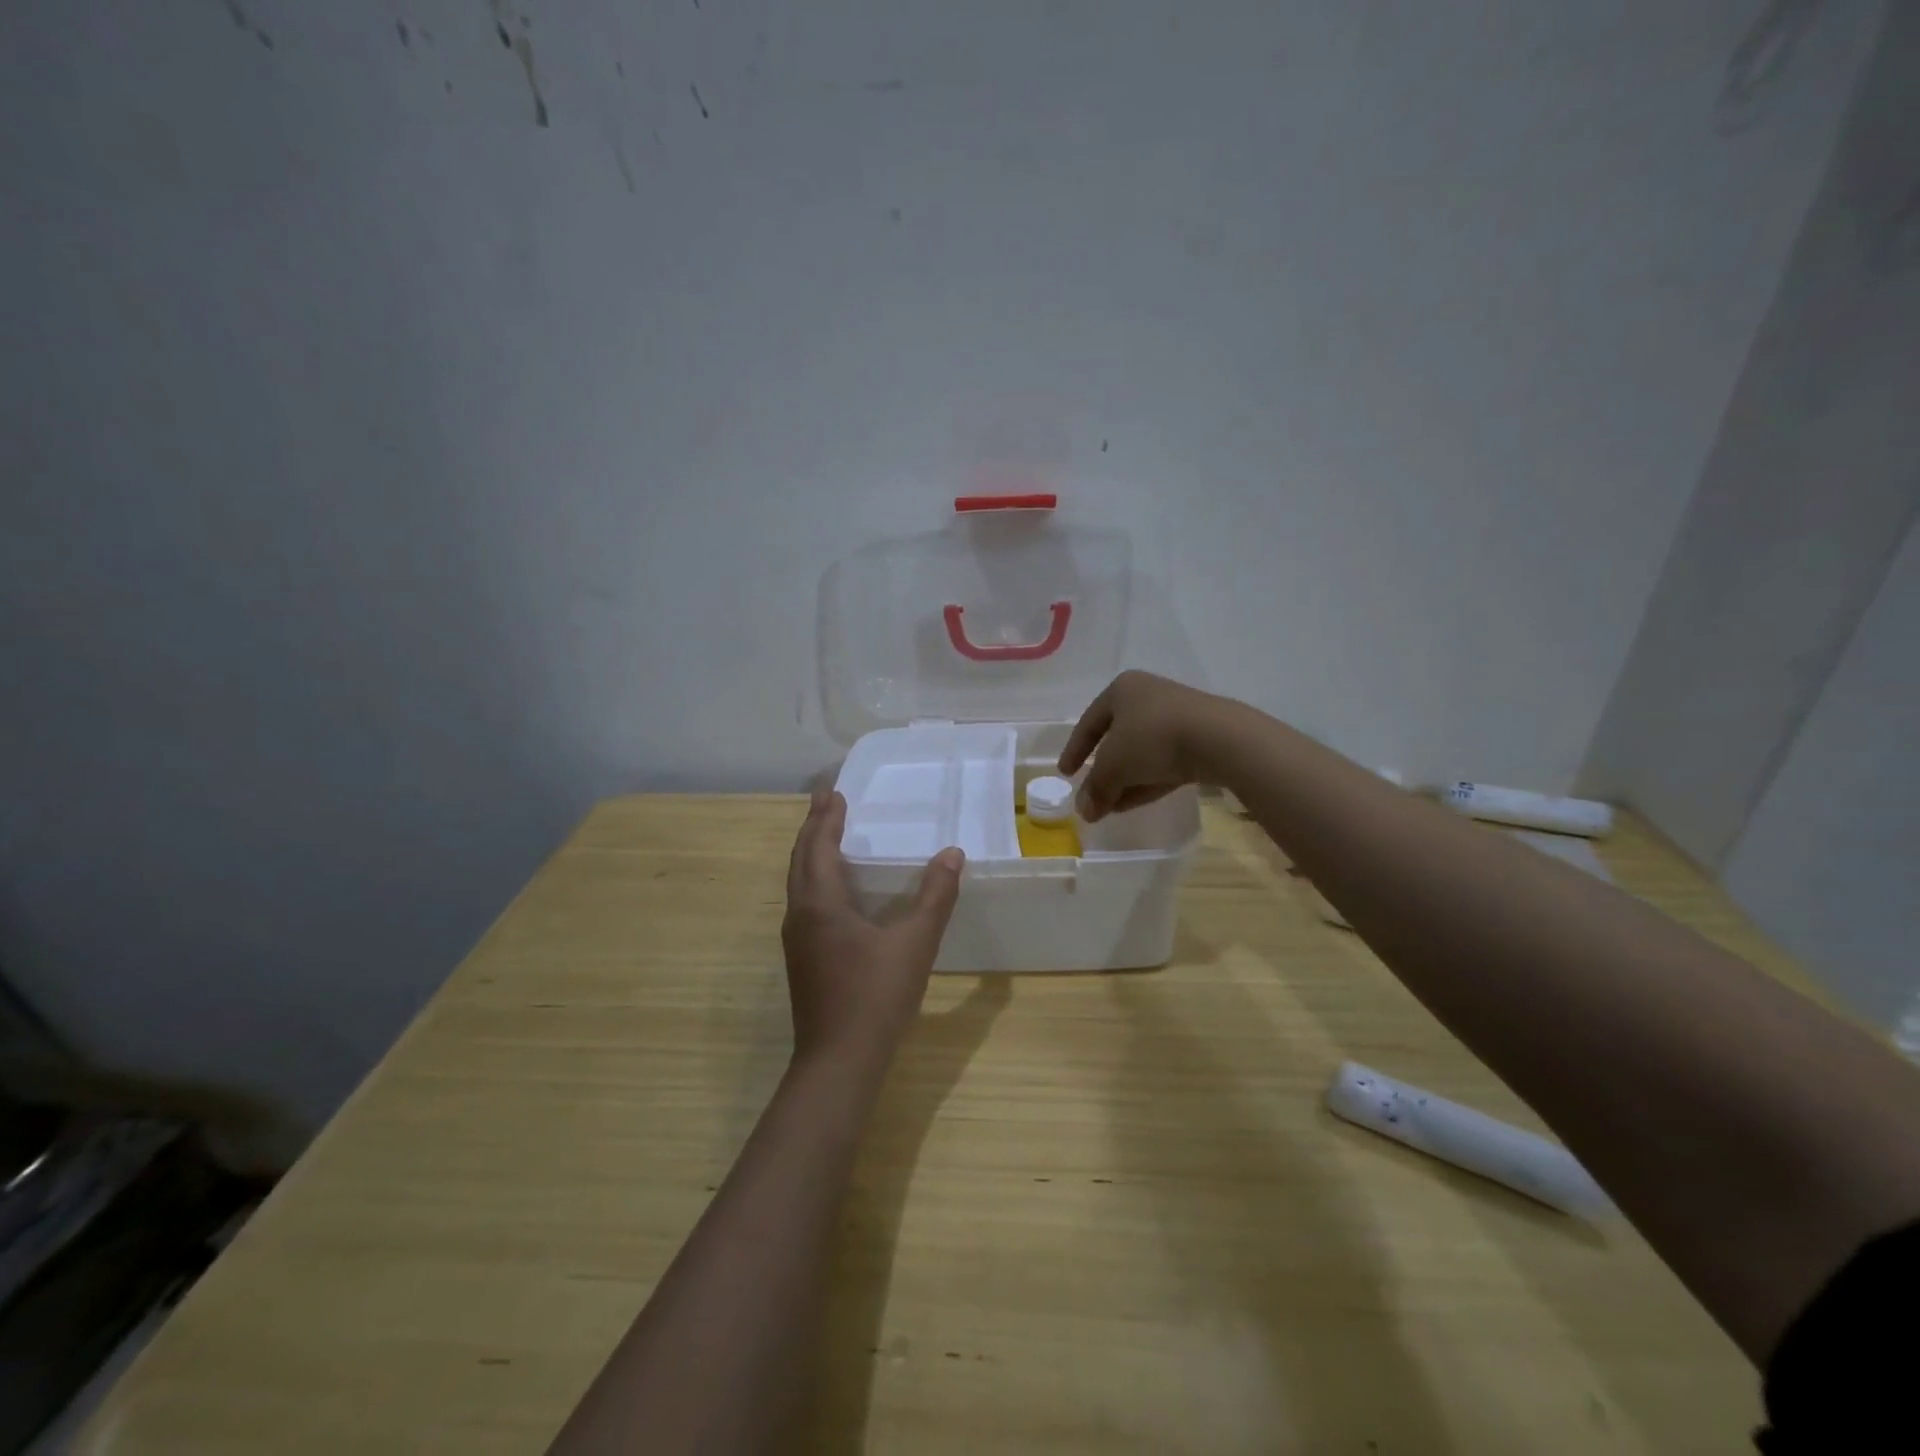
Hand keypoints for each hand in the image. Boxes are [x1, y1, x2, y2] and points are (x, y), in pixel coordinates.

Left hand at [781, 788, 963, 1069]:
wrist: (838, 1063)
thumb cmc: (876, 997)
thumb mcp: (915, 944)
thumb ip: (935, 897)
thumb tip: (952, 854)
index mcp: (820, 904)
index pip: (818, 847)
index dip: (826, 818)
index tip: (833, 791)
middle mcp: (801, 916)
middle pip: (801, 860)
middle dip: (813, 828)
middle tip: (826, 801)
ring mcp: (798, 941)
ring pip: (799, 883)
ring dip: (811, 854)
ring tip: (827, 836)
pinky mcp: (803, 960)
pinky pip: (805, 903)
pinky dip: (815, 880)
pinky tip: (834, 891)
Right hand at [1058, 670, 1232, 820]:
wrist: (1219, 739)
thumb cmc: (1152, 739)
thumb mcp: (1113, 766)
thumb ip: (1095, 788)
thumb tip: (1084, 811)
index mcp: (1122, 690)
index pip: (1089, 722)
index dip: (1074, 750)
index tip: (1066, 774)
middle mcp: (1148, 696)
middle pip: (1117, 738)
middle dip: (1103, 772)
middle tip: (1092, 796)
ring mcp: (1178, 716)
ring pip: (1142, 753)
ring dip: (1125, 781)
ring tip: (1112, 808)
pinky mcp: (1200, 738)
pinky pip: (1165, 761)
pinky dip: (1148, 781)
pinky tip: (1136, 802)